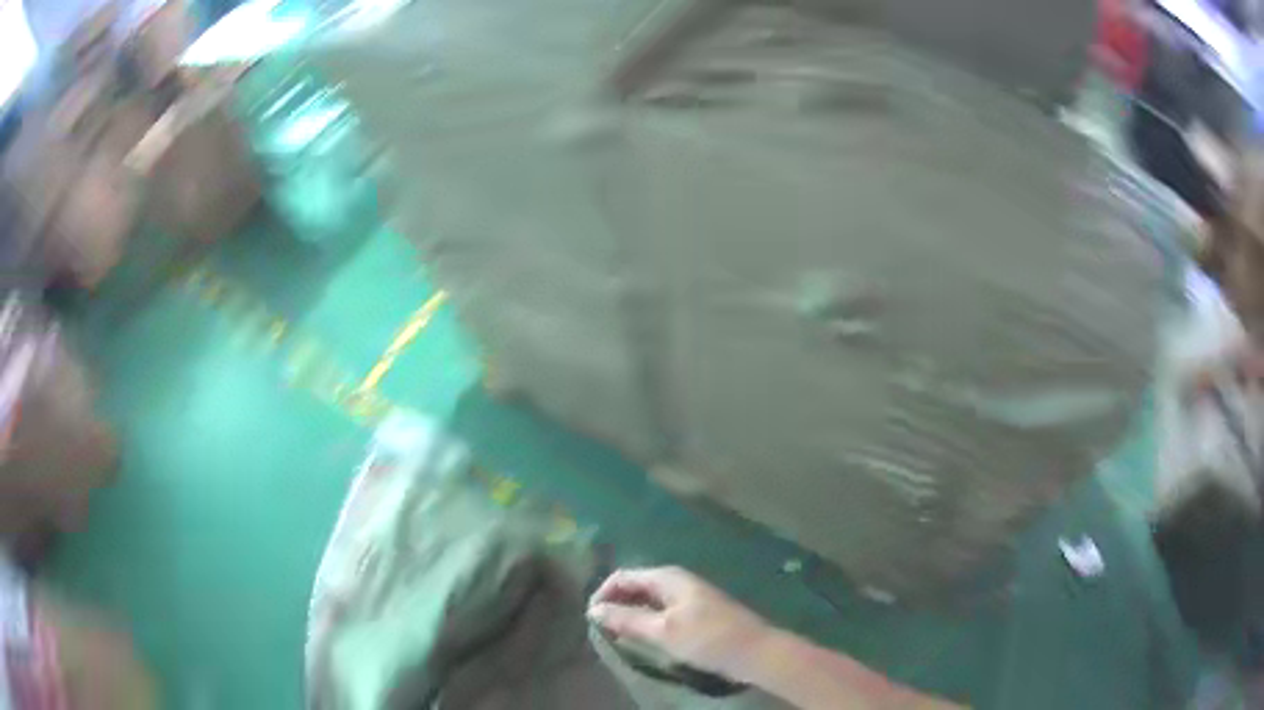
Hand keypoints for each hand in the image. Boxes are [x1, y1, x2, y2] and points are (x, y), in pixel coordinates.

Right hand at [587, 566, 774, 682]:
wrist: (754, 651)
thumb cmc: (708, 638)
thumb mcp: (663, 631)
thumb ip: (627, 619)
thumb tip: (594, 610)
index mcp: (667, 578)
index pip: (623, 576)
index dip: (603, 594)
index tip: (591, 620)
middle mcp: (676, 581)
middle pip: (635, 586)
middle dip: (615, 604)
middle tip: (601, 630)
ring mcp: (688, 596)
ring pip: (648, 600)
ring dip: (630, 614)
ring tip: (617, 636)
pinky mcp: (696, 612)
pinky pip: (661, 611)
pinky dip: (646, 621)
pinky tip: (643, 638)